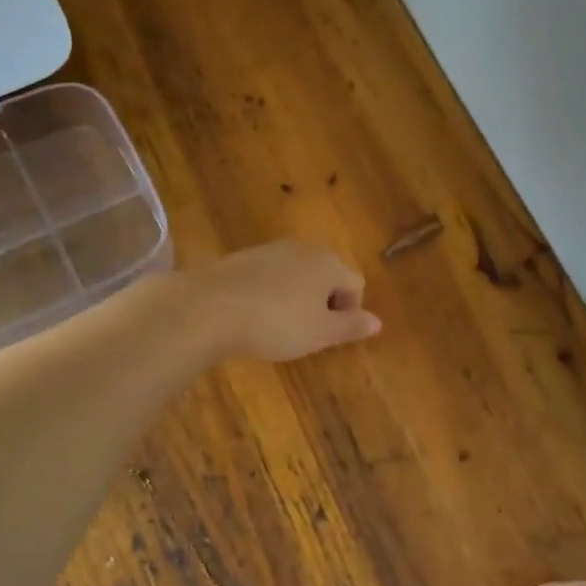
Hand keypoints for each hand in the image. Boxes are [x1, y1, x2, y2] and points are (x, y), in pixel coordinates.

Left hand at [183, 240, 381, 361]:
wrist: (207, 307)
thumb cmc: (275, 323)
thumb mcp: (319, 333)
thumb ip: (351, 326)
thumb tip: (377, 322)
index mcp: (329, 263)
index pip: (356, 285)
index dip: (348, 314)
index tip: (327, 336)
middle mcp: (304, 248)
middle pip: (327, 276)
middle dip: (323, 304)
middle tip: (306, 333)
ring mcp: (271, 249)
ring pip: (298, 275)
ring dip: (296, 299)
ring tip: (277, 326)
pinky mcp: (242, 257)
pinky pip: (270, 276)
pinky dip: (270, 294)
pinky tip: (254, 315)